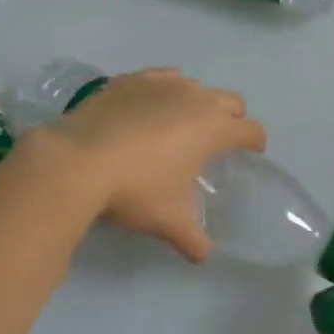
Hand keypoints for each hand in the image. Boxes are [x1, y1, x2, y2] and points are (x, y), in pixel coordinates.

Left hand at [32, 68, 264, 261]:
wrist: (78, 160)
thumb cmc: (135, 189)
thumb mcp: (168, 220)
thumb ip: (193, 238)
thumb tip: (204, 256)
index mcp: (214, 129)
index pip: (251, 130)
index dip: (256, 142)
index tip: (252, 152)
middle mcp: (195, 98)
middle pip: (230, 101)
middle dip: (232, 118)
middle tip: (220, 140)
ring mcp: (161, 83)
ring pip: (195, 85)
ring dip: (198, 102)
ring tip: (183, 124)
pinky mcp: (131, 80)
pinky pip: (161, 77)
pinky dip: (165, 89)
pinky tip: (153, 104)